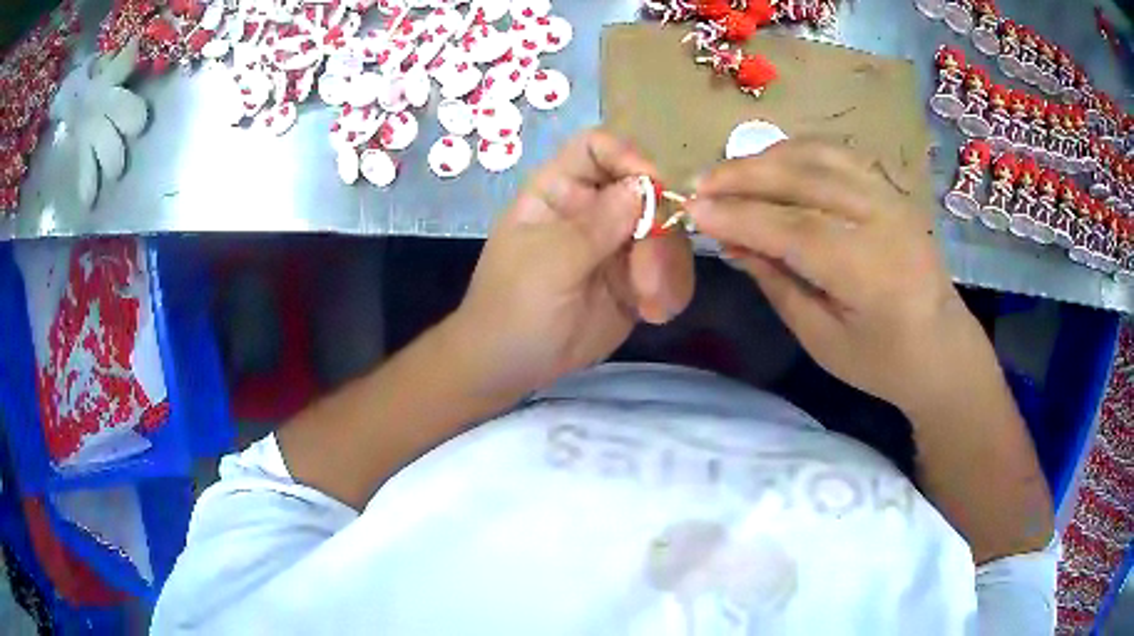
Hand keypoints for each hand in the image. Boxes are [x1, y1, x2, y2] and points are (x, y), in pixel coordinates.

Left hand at [446, 130, 694, 401]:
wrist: (511, 365)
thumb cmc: (513, 306)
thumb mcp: (548, 263)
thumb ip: (596, 225)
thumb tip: (643, 186)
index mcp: (560, 190)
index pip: (597, 148)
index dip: (627, 156)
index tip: (653, 185)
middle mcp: (594, 209)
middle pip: (646, 190)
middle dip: (658, 230)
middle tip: (648, 274)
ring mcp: (618, 244)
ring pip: (666, 233)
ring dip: (667, 267)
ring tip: (649, 303)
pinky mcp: (636, 279)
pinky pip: (670, 271)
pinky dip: (670, 290)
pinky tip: (653, 313)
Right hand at [687, 140, 995, 414]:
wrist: (943, 348)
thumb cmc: (883, 361)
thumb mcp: (822, 340)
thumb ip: (778, 284)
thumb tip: (732, 242)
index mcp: (870, 271)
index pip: (794, 228)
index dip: (740, 215)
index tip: (692, 209)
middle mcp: (883, 220)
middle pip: (804, 179)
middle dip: (744, 176)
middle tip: (700, 183)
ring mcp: (890, 197)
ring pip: (819, 157)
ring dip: (766, 157)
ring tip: (728, 171)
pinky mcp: (890, 189)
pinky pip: (837, 155)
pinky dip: (797, 151)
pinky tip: (771, 161)